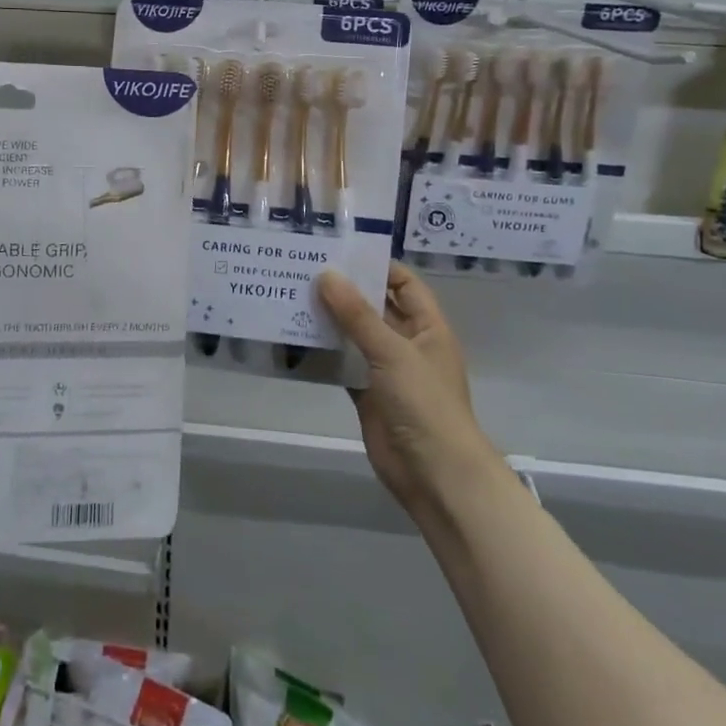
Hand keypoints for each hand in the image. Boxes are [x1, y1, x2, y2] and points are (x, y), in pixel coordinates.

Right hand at [317, 263, 495, 511]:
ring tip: (292, 295)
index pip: (404, 284)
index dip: (377, 266)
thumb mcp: (392, 352)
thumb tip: (326, 275)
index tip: (339, 252)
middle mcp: (407, 343)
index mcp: (427, 327)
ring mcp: (386, 370)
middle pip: (375, 307)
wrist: (434, 474)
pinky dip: (323, 353)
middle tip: (304, 269)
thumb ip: (357, 315)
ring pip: (354, 336)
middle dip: (344, 291)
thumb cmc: (424, 404)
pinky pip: (342, 365)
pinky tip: (294, 338)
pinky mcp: (366, 394)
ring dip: (329, 320)